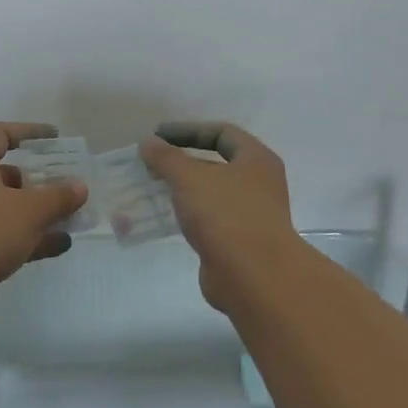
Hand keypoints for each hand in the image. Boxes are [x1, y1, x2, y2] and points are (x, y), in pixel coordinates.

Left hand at [0, 122, 88, 314]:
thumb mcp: (28, 211)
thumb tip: (80, 186)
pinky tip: (58, 246)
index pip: (0, 134)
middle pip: (5, 173)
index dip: (29, 132)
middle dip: (38, 180)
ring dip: (37, 212)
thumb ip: (57, 197)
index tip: (55, 138)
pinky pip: (2, 234)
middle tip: (66, 186)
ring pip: (6, 207)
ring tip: (70, 219)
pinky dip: (28, 237)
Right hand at [139, 121, 300, 313]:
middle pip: (217, 163)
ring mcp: (251, 215)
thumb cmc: (226, 214)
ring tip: (153, 189)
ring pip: (212, 193)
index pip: (222, 133)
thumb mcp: (190, 178)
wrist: (253, 277)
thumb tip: (148, 143)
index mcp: (257, 160)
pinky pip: (210, 219)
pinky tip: (167, 217)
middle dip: (183, 161)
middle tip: (152, 164)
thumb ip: (166, 158)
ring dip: (184, 189)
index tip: (158, 137)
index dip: (188, 130)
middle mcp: (259, 184)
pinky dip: (189, 214)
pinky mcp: (239, 242)